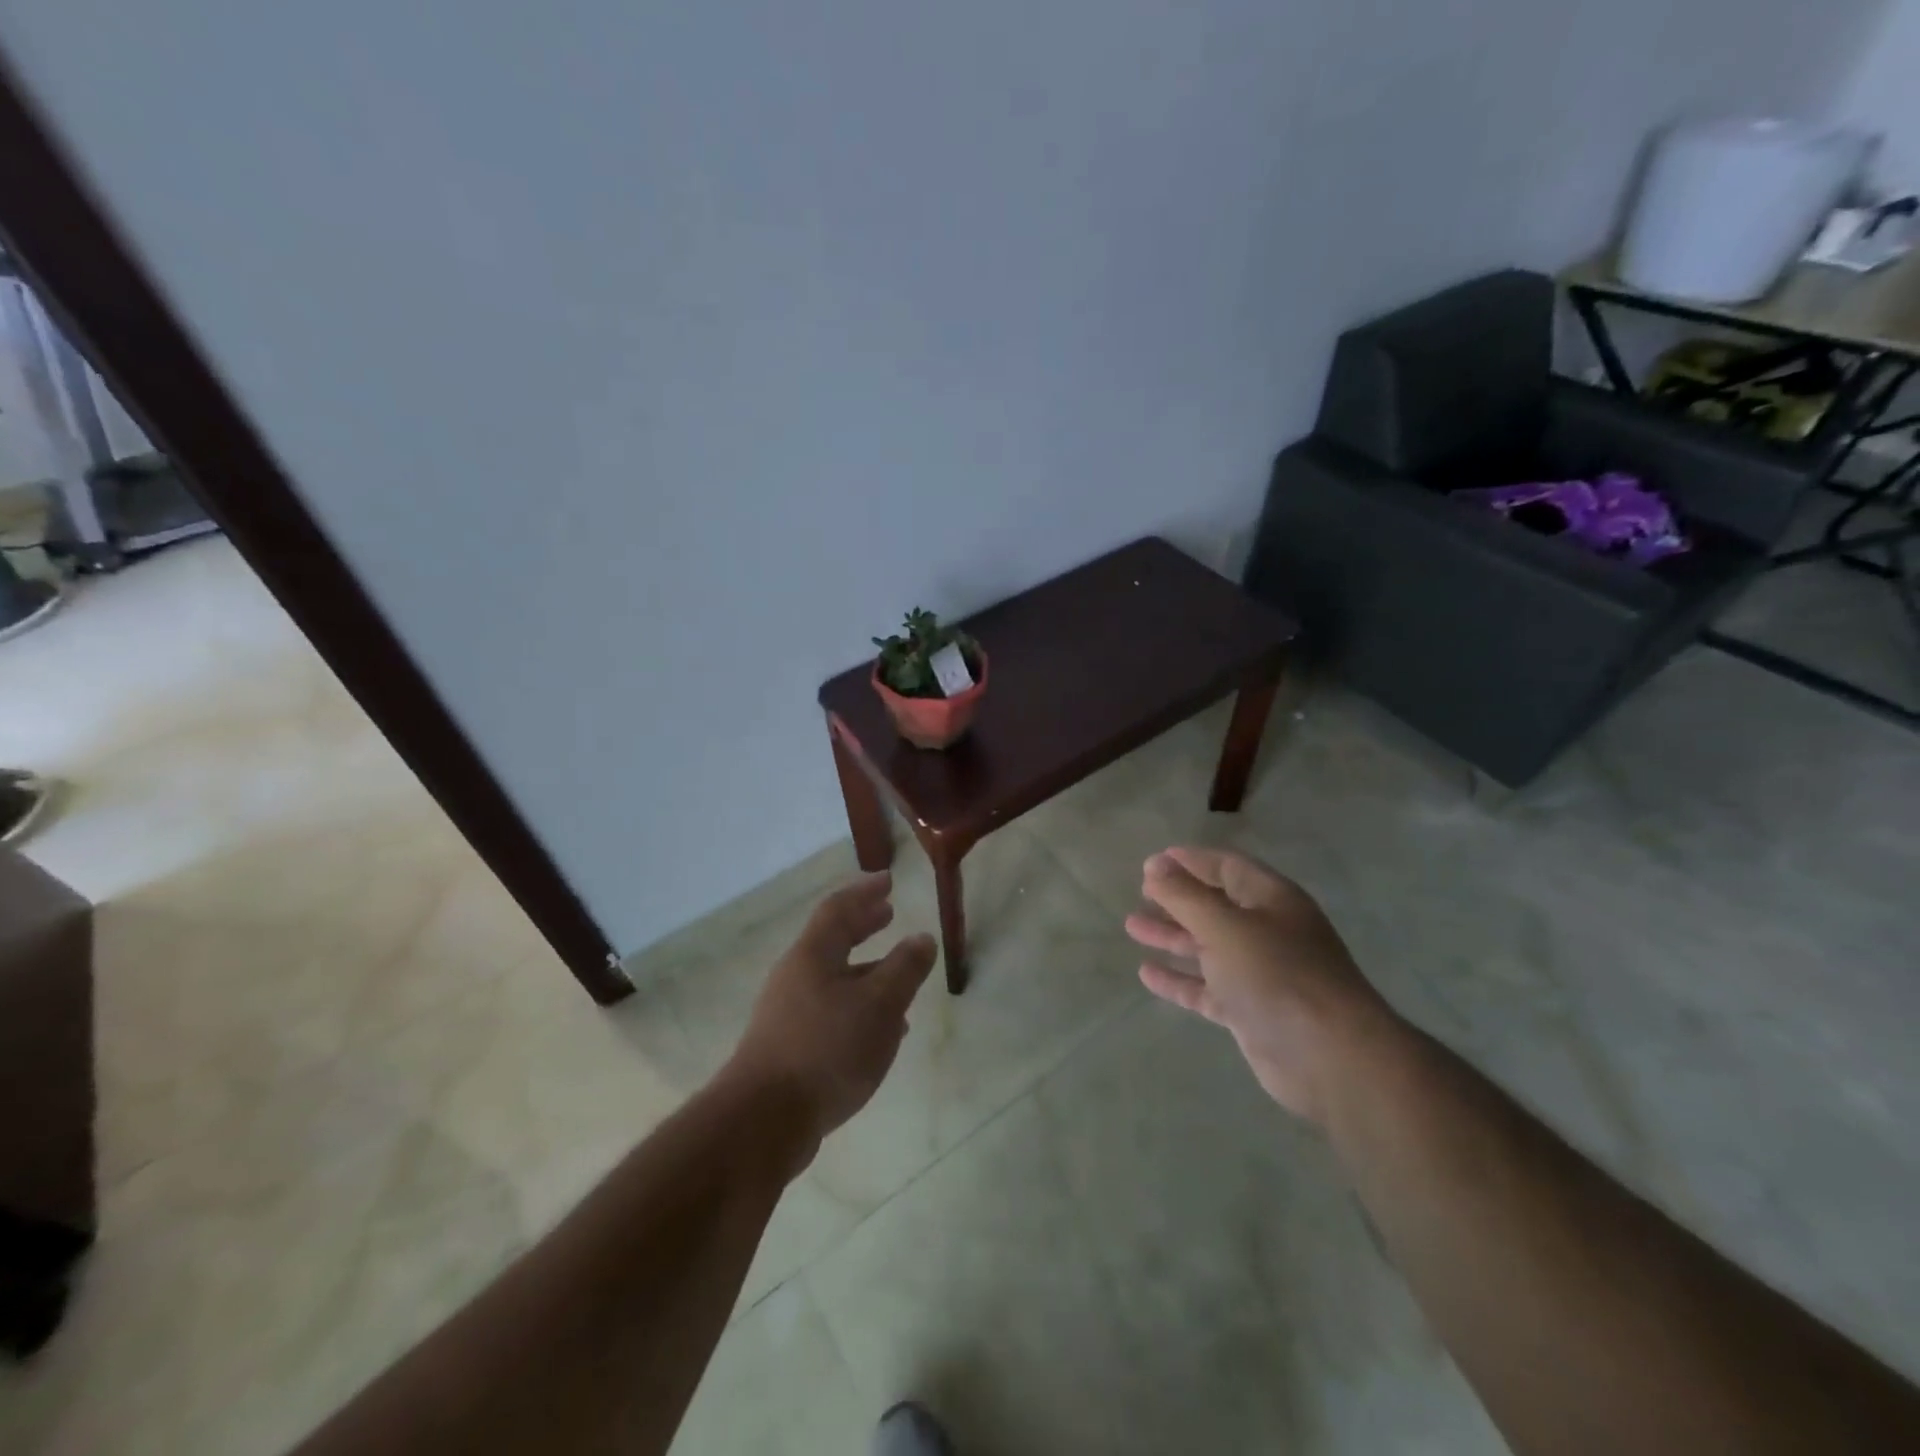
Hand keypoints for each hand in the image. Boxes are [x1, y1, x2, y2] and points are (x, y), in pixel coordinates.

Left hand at [721, 872, 936, 1164]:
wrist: (763, 1120)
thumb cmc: (827, 1049)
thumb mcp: (880, 1005)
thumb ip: (904, 969)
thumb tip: (922, 938)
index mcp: (813, 955)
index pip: (838, 908)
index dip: (864, 891)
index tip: (888, 881)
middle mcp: (795, 976)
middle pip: (832, 940)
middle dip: (862, 925)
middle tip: (888, 914)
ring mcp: (787, 1013)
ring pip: (833, 979)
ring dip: (865, 971)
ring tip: (897, 977)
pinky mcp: (788, 1047)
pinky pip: (829, 1011)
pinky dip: (857, 1006)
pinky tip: (879, 1033)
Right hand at [1126, 847, 1397, 1126]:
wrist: (1329, 1058)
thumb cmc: (1277, 974)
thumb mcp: (1224, 926)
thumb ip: (1185, 895)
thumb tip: (1155, 864)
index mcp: (1271, 900)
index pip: (1227, 867)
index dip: (1191, 861)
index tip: (1152, 862)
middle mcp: (1267, 931)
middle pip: (1215, 906)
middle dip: (1178, 898)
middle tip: (1140, 893)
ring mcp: (1260, 973)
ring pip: (1208, 946)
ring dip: (1172, 935)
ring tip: (1132, 926)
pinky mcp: (1250, 1011)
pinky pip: (1206, 988)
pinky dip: (1179, 980)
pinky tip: (1146, 974)